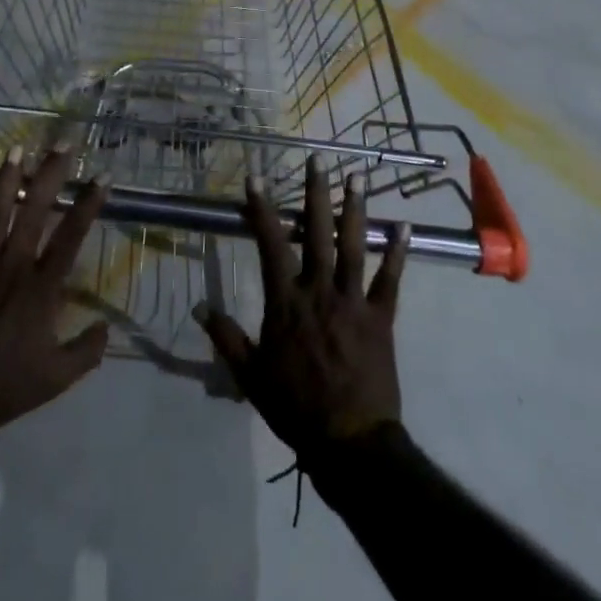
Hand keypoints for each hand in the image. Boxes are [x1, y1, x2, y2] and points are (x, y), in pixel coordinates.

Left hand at [0, 150, 109, 451]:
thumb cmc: (5, 388)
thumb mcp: (57, 378)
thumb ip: (87, 351)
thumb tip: (107, 328)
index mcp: (41, 288)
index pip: (71, 237)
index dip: (88, 205)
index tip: (102, 177)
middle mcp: (13, 267)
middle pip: (35, 212)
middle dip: (50, 176)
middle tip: (62, 145)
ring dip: (7, 179)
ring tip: (17, 148)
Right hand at [197, 157, 408, 464]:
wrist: (349, 441)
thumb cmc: (294, 406)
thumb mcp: (250, 375)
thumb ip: (225, 337)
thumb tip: (197, 307)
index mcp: (285, 302)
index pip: (269, 245)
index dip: (261, 210)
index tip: (255, 179)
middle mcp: (318, 291)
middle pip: (316, 233)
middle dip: (315, 194)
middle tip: (318, 160)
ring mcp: (352, 301)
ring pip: (353, 246)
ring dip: (355, 210)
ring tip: (356, 177)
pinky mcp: (381, 318)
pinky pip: (390, 280)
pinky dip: (397, 253)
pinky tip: (403, 227)